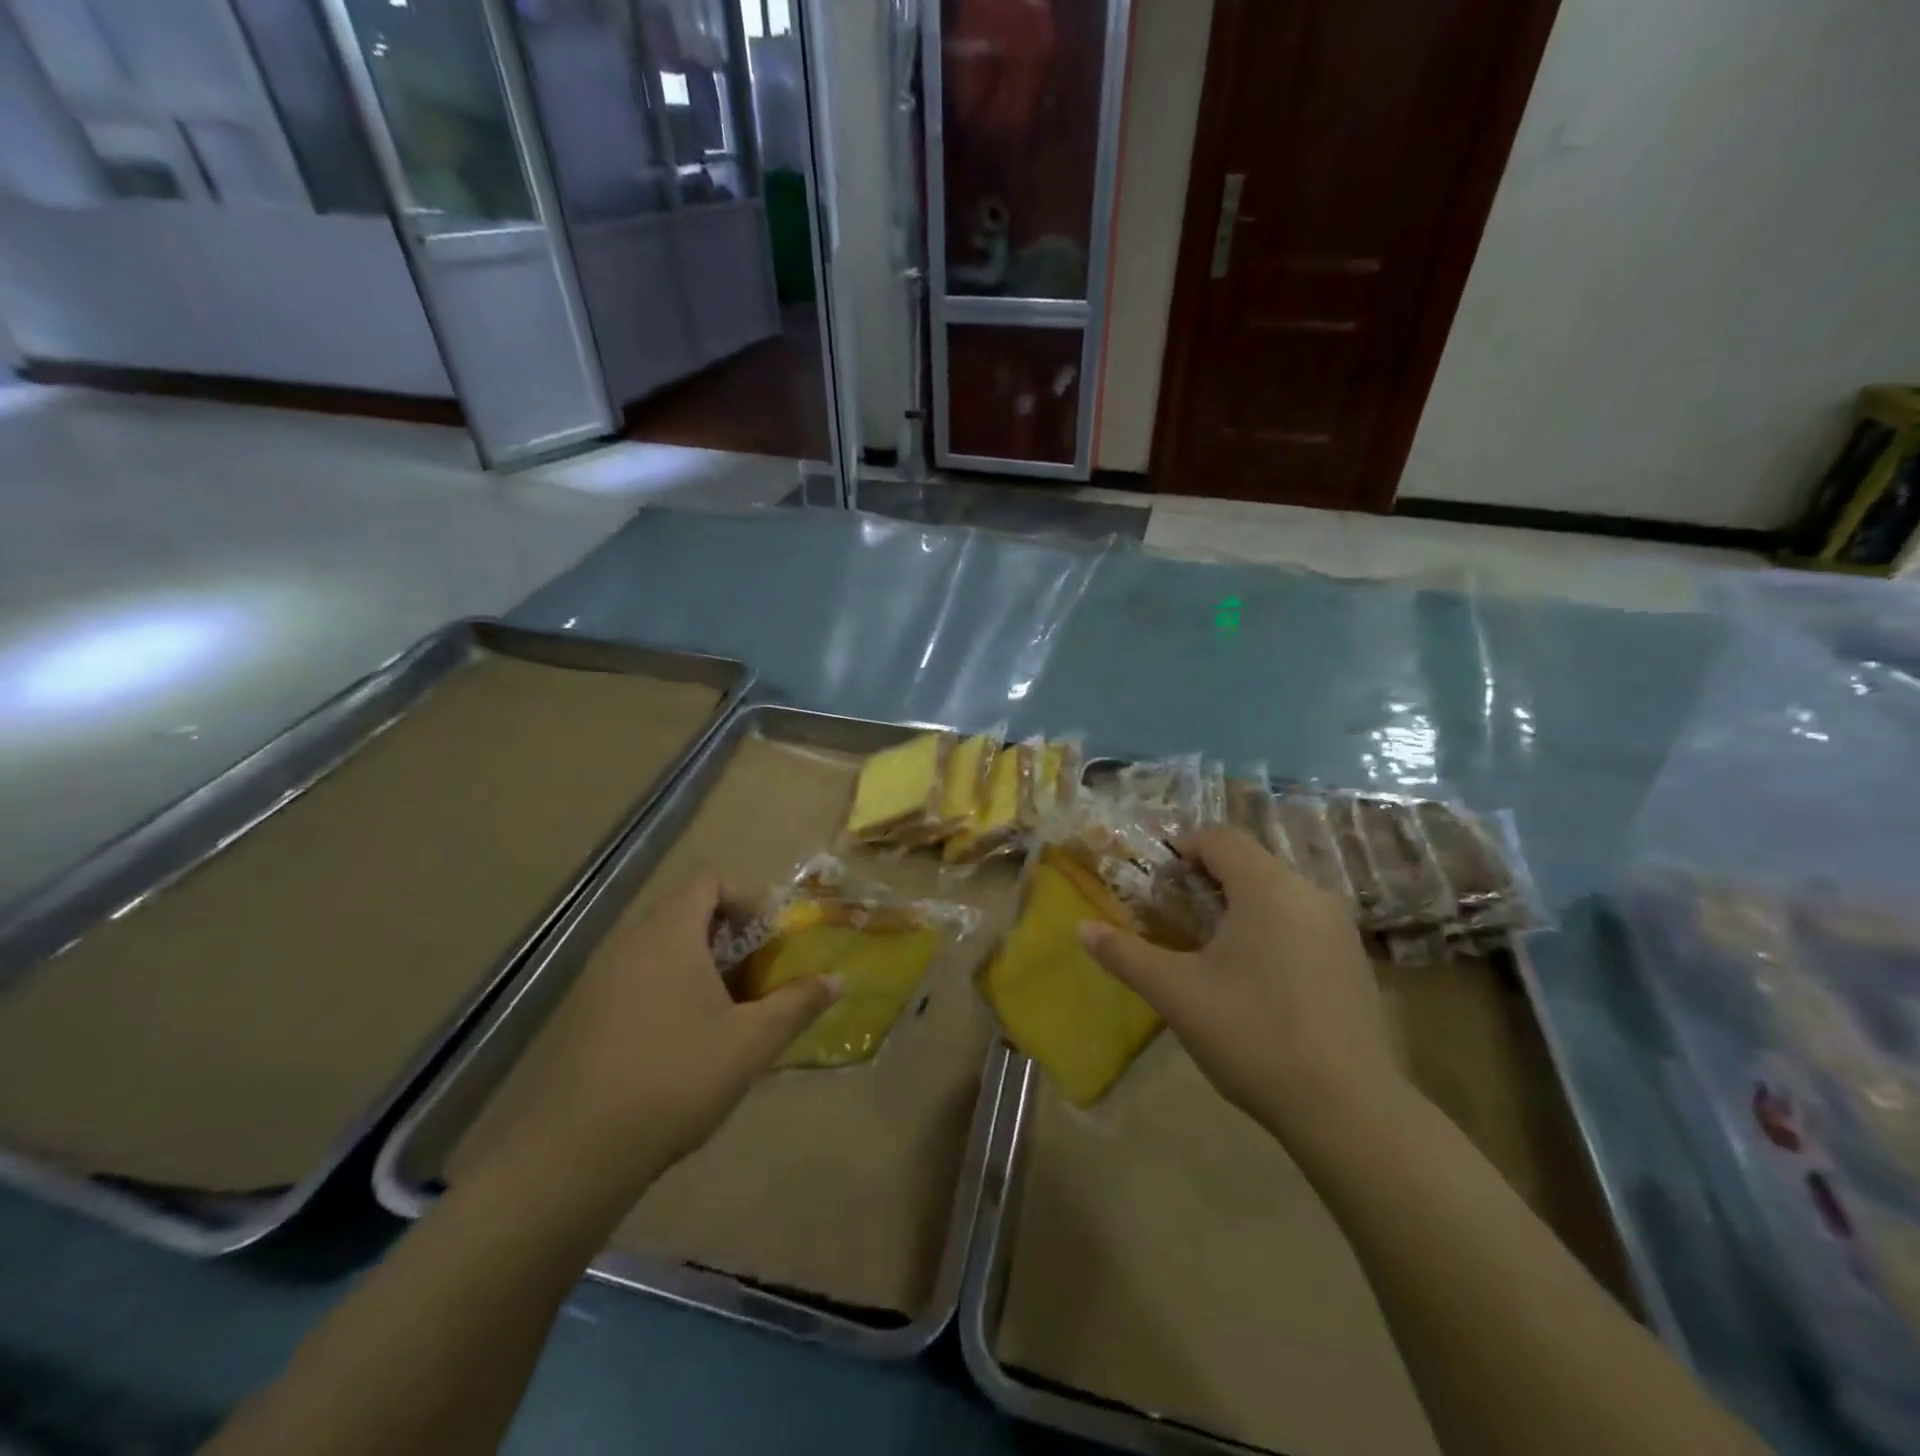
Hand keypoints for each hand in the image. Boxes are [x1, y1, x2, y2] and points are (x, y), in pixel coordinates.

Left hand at [480, 872, 837, 1183]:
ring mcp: (599, 978)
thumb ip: (798, 1004)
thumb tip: (836, 980)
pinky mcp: (582, 1014)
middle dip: (728, 939)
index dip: (746, 899)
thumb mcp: (751, 1042)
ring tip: (725, 1014)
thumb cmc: (676, 1078)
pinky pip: (635, 979)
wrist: (574, 1153)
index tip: (769, 942)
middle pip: (686, 913)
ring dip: (698, 967)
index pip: (709, 881)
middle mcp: (629, 942)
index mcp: (669, 933)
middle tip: (755, 980)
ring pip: (660, 949)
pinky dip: (666, 991)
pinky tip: (681, 1044)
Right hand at [1079, 827, 1403, 1140]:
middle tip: (1177, 919)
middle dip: (1208, 880)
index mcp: (1267, 887)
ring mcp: (1340, 929)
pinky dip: (1271, 930)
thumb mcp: (1176, 994)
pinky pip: (1302, 923)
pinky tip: (1258, 981)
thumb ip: (1126, 955)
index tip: (1158, 882)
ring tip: (1212, 950)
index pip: (1220, 837)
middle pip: (1250, 863)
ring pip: (1278, 894)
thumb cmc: (1253, 1034)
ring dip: (1240, 906)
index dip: (1183, 848)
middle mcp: (1309, 893)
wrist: (1348, 1109)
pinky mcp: (1355, 962)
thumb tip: (1081, 928)